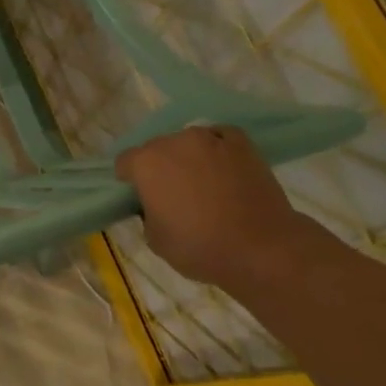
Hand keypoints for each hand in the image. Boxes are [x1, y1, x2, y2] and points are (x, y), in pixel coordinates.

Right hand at [113, 126, 318, 292]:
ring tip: (203, 183)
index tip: (140, 198)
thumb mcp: (154, 238)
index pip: (125, 162)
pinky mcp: (242, 142)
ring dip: (188, 157)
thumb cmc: (199, 247)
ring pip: (187, 143)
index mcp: (146, 163)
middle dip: (159, 167)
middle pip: (156, 148)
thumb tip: (155, 202)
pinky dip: (216, 150)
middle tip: (172, 194)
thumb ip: (147, 211)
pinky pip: (219, 139)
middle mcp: (174, 142)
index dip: (130, 181)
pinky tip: (223, 170)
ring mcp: (210, 138)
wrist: (261, 247)